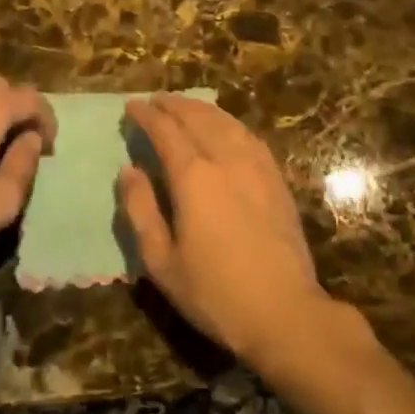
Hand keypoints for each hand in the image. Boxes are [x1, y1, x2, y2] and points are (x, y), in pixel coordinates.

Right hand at [120, 95, 329, 367]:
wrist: (285, 313)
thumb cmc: (215, 293)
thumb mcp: (162, 262)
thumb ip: (141, 210)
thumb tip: (128, 170)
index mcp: (193, 177)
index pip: (165, 131)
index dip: (146, 115)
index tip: (131, 106)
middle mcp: (225, 160)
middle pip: (196, 118)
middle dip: (172, 105)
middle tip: (154, 100)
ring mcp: (256, 167)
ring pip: (225, 122)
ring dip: (201, 108)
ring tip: (184, 105)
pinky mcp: (276, 179)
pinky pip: (249, 136)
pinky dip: (229, 123)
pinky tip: (225, 127)